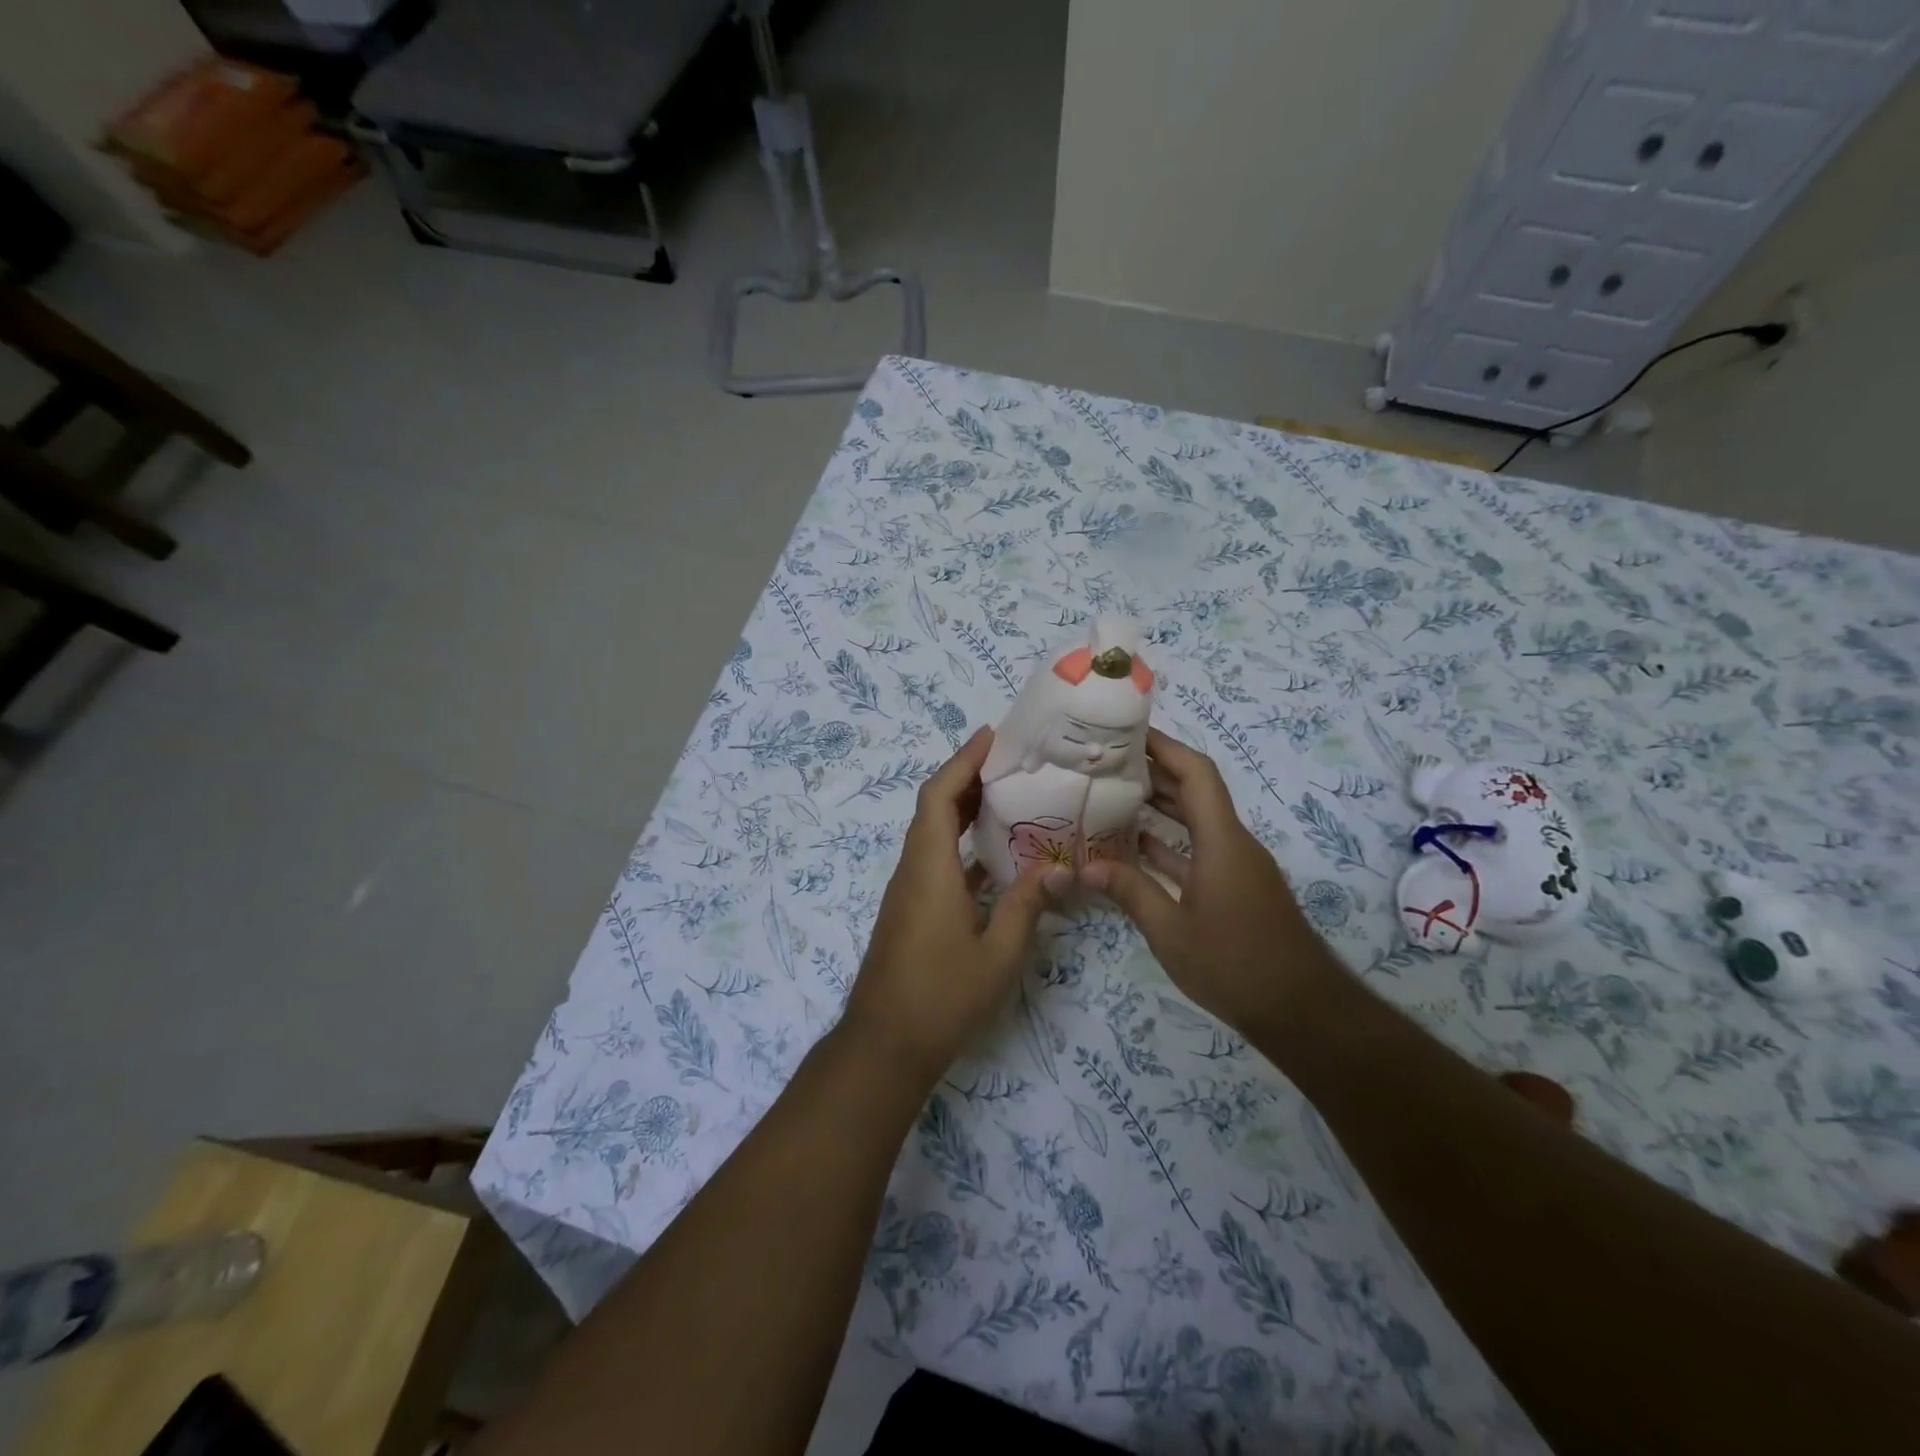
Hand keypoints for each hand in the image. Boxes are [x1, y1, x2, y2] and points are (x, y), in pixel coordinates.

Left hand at [839, 727, 1064, 1083]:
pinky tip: (995, 855)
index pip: (939, 796)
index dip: (962, 761)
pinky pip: (936, 859)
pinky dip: (961, 844)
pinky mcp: (912, 910)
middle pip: (934, 807)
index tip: (991, 737)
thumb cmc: (942, 996)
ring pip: (933, 833)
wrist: (885, 1044)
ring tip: (1009, 797)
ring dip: (963, 809)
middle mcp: (914, 869)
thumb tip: (1060, 868)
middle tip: (1011, 762)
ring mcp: (909, 891)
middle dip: (967, 777)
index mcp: (930, 868)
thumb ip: (1028, 906)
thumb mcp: (998, 953)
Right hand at [1080, 728, 1337, 1034]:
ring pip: (1197, 820)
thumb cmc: (1234, 965)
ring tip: (1114, 793)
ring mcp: (1237, 865)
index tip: (1127, 732)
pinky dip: (1171, 841)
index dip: (1164, 746)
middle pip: (1195, 790)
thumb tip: (1086, 866)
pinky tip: (1137, 845)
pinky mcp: (1237, 887)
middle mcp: (1233, 843)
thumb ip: (1130, 892)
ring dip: (1161, 804)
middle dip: (1155, 770)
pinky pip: (1200, 848)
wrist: (1301, 1011)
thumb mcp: (1171, 932)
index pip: (1196, 773)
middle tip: (1107, 760)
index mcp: (1222, 841)